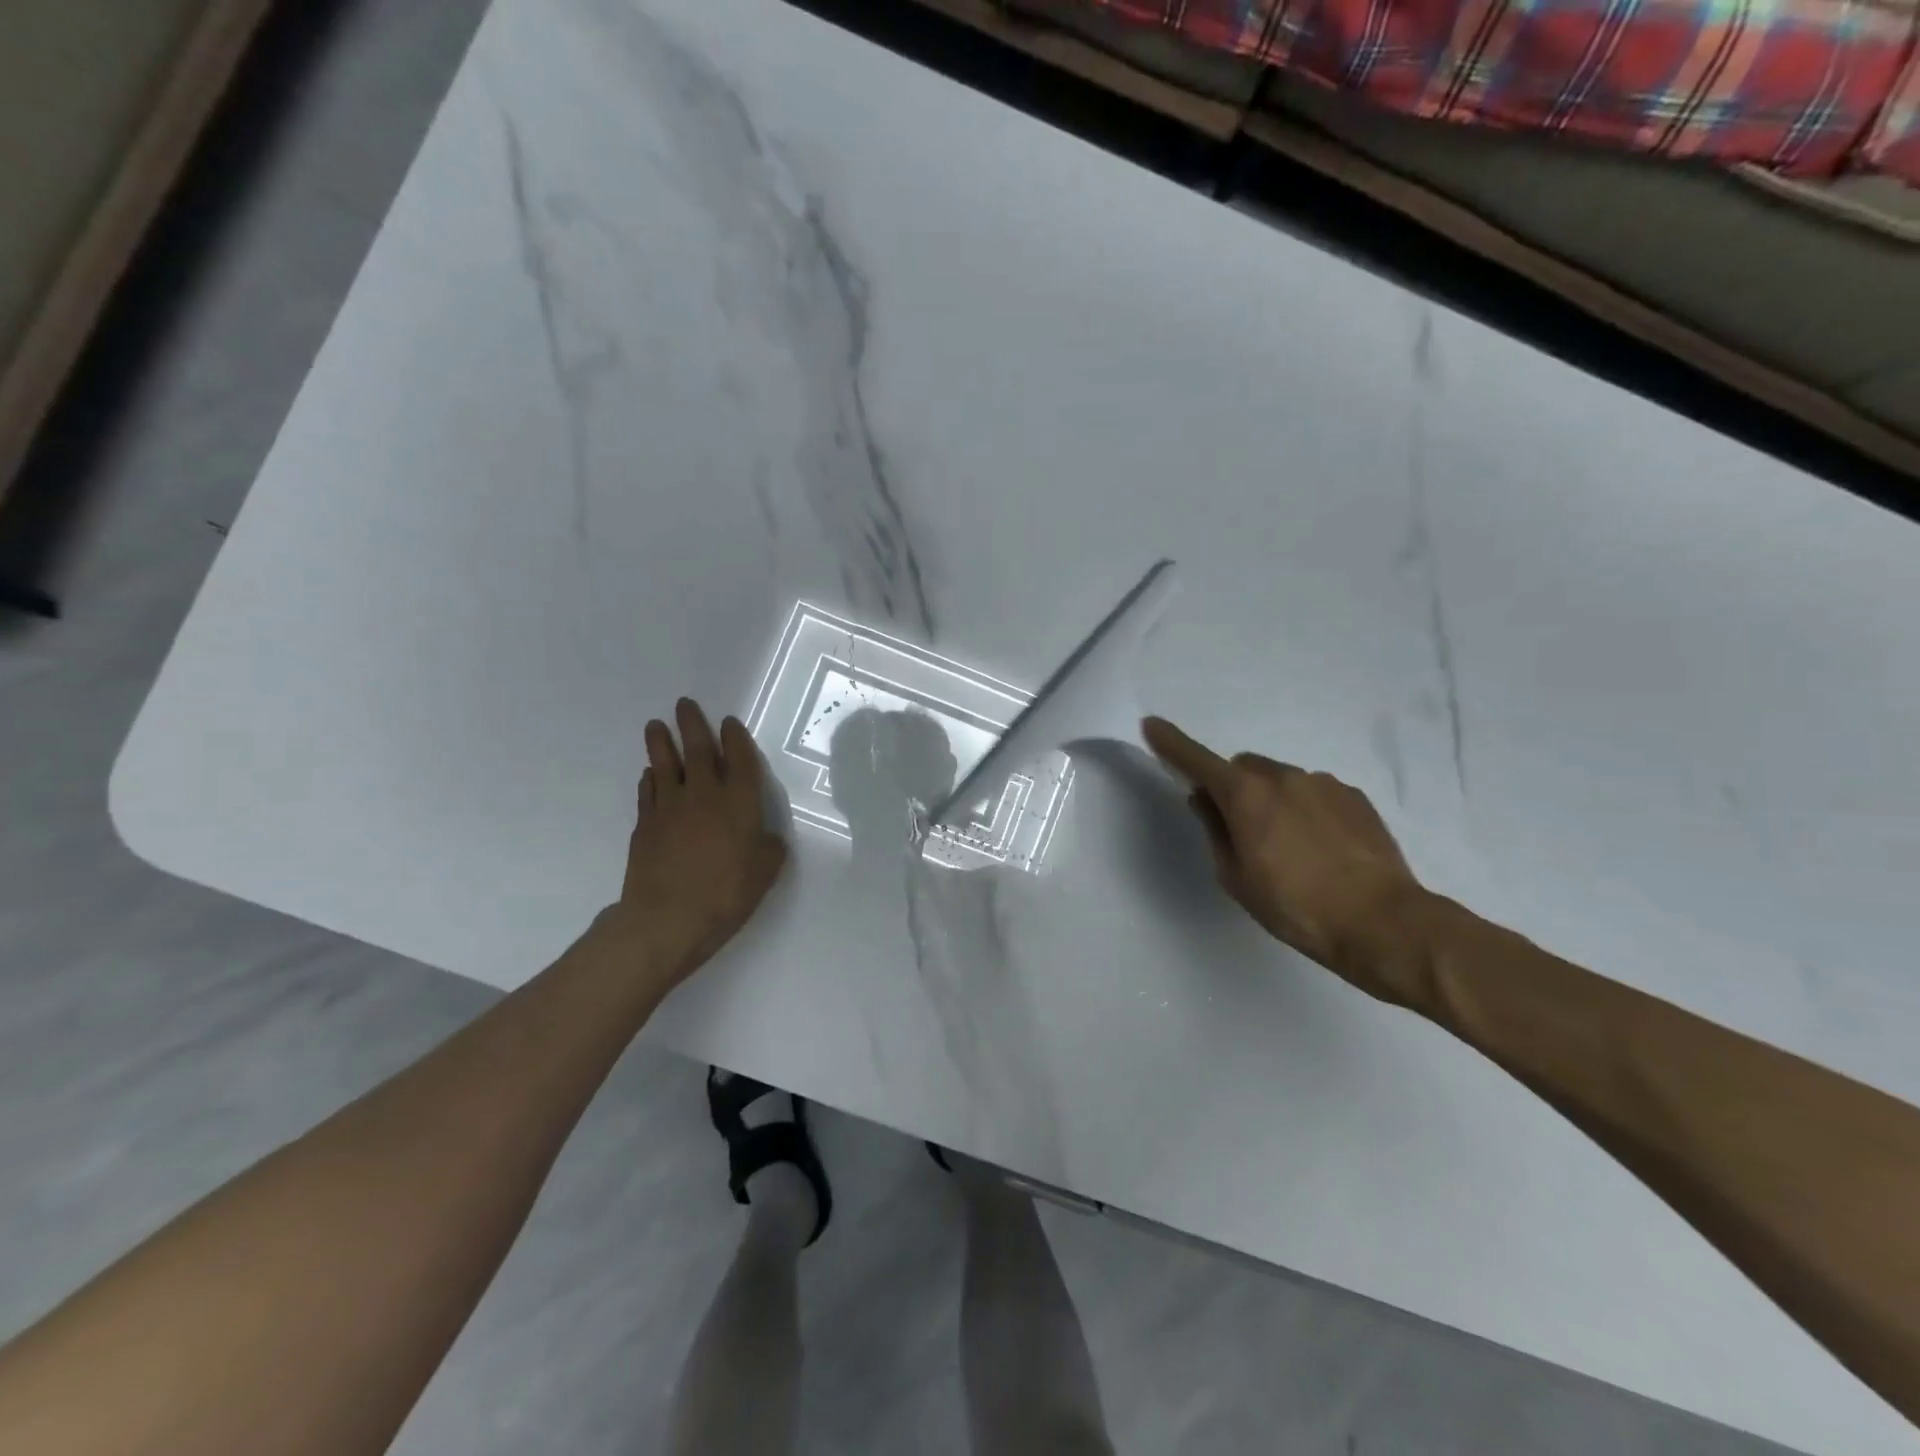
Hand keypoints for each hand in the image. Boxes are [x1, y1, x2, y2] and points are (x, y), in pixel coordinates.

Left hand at [593, 698, 788, 991]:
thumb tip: (765, 838)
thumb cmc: (727, 893)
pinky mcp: (645, 825)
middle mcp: (704, 795)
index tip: (729, 722)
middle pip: (698, 750)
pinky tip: (649, 775)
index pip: (739, 760)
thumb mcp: (766, 872)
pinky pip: (648, 793)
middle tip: (684, 704)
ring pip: (665, 765)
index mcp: (739, 802)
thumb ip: (769, 848)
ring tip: (656, 725)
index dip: (736, 739)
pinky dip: (649, 780)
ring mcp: (670, 807)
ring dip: (661, 743)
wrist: (668, 917)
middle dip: (693, 724)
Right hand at [1142, 716, 1427, 1003]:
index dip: (1171, 743)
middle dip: (1234, 788)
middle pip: (1243, 768)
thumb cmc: (1295, 907)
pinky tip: (1321, 849)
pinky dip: (1305, 810)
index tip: (1152, 725)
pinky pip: (1314, 793)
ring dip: (1272, 800)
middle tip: (1241, 830)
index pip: (1197, 760)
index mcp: (1246, 795)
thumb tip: (1204, 799)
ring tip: (1290, 849)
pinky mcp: (1354, 797)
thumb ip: (1215, 830)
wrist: (1382, 922)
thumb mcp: (1236, 877)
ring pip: (1281, 780)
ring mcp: (1323, 783)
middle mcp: (1283, 777)